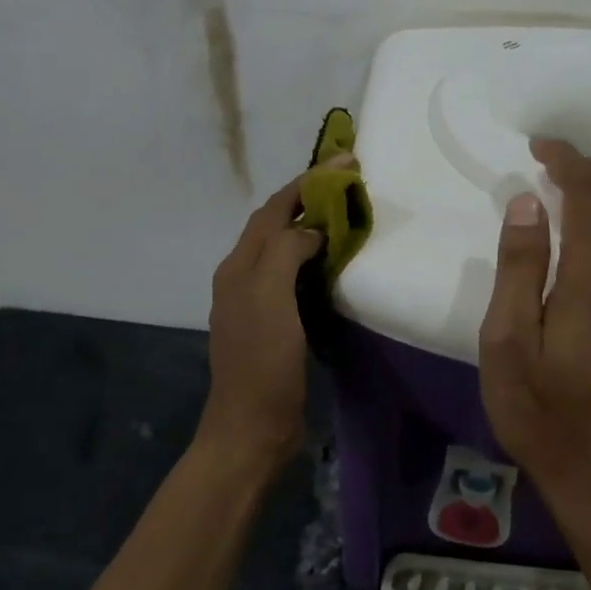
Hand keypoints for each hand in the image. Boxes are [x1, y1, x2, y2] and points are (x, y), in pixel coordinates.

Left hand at [200, 171, 324, 470]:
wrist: (252, 428)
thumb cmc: (262, 361)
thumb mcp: (270, 298)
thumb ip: (286, 251)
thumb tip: (311, 230)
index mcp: (239, 265)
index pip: (274, 209)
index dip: (307, 182)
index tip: (345, 161)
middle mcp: (244, 276)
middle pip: (276, 224)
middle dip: (310, 198)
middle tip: (350, 184)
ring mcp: (258, 302)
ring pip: (286, 250)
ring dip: (313, 227)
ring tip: (347, 214)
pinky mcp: (275, 324)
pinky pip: (295, 277)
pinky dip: (316, 260)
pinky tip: (337, 263)